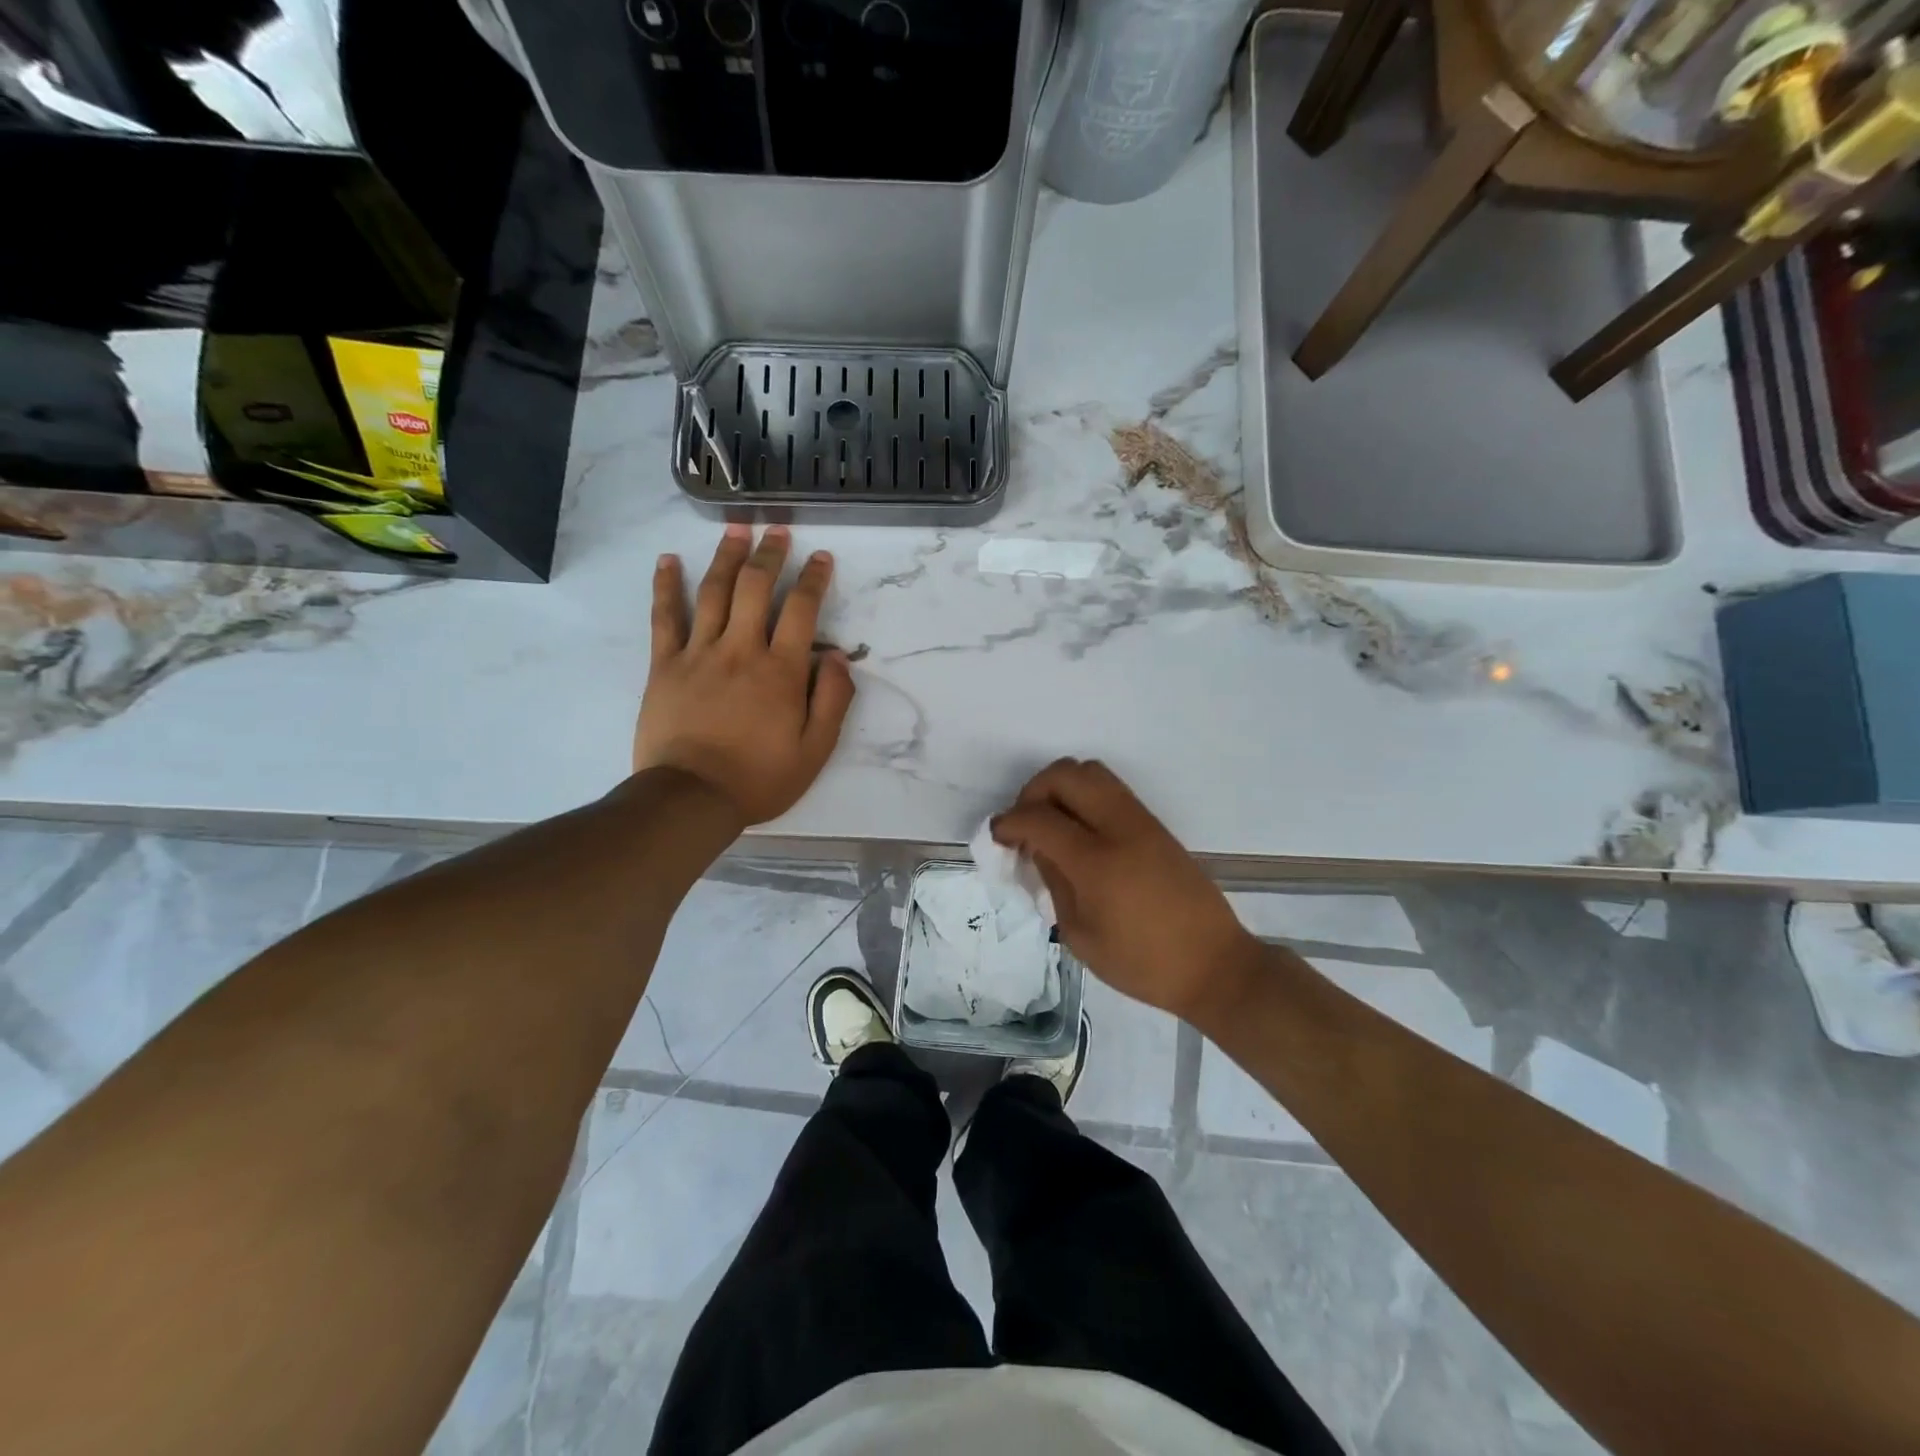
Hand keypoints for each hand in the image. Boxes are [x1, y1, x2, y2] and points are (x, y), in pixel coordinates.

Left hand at [634, 524, 855, 825]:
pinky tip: (668, 561)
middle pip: (755, 588)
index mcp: (781, 671)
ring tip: (736, 530)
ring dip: (726, 556)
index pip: (802, 610)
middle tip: (777, 530)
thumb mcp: (816, 749)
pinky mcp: (665, 665)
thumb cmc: (760, 778)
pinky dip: (666, 586)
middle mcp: (741, 650)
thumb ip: (833, 700)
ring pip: (713, 592)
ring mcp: (699, 653)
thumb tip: (839, 657)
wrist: (692, 798)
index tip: (821, 558)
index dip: (813, 579)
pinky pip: (665, 618)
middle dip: (770, 554)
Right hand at [992, 759, 1256, 1022]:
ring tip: (1051, 823)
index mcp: (1096, 862)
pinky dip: (1084, 796)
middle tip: (1025, 824)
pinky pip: (1111, 790)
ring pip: (1092, 772)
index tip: (997, 836)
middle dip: (1033, 791)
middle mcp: (1119, 829)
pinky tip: (1078, 831)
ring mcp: (1142, 822)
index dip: (1009, 822)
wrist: (1213, 965)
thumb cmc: (1142, 964)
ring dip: (1061, 787)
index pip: (1039, 818)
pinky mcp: (1156, 825)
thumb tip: (1037, 849)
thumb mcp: (1080, 935)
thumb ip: (1053, 883)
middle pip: (1066, 775)